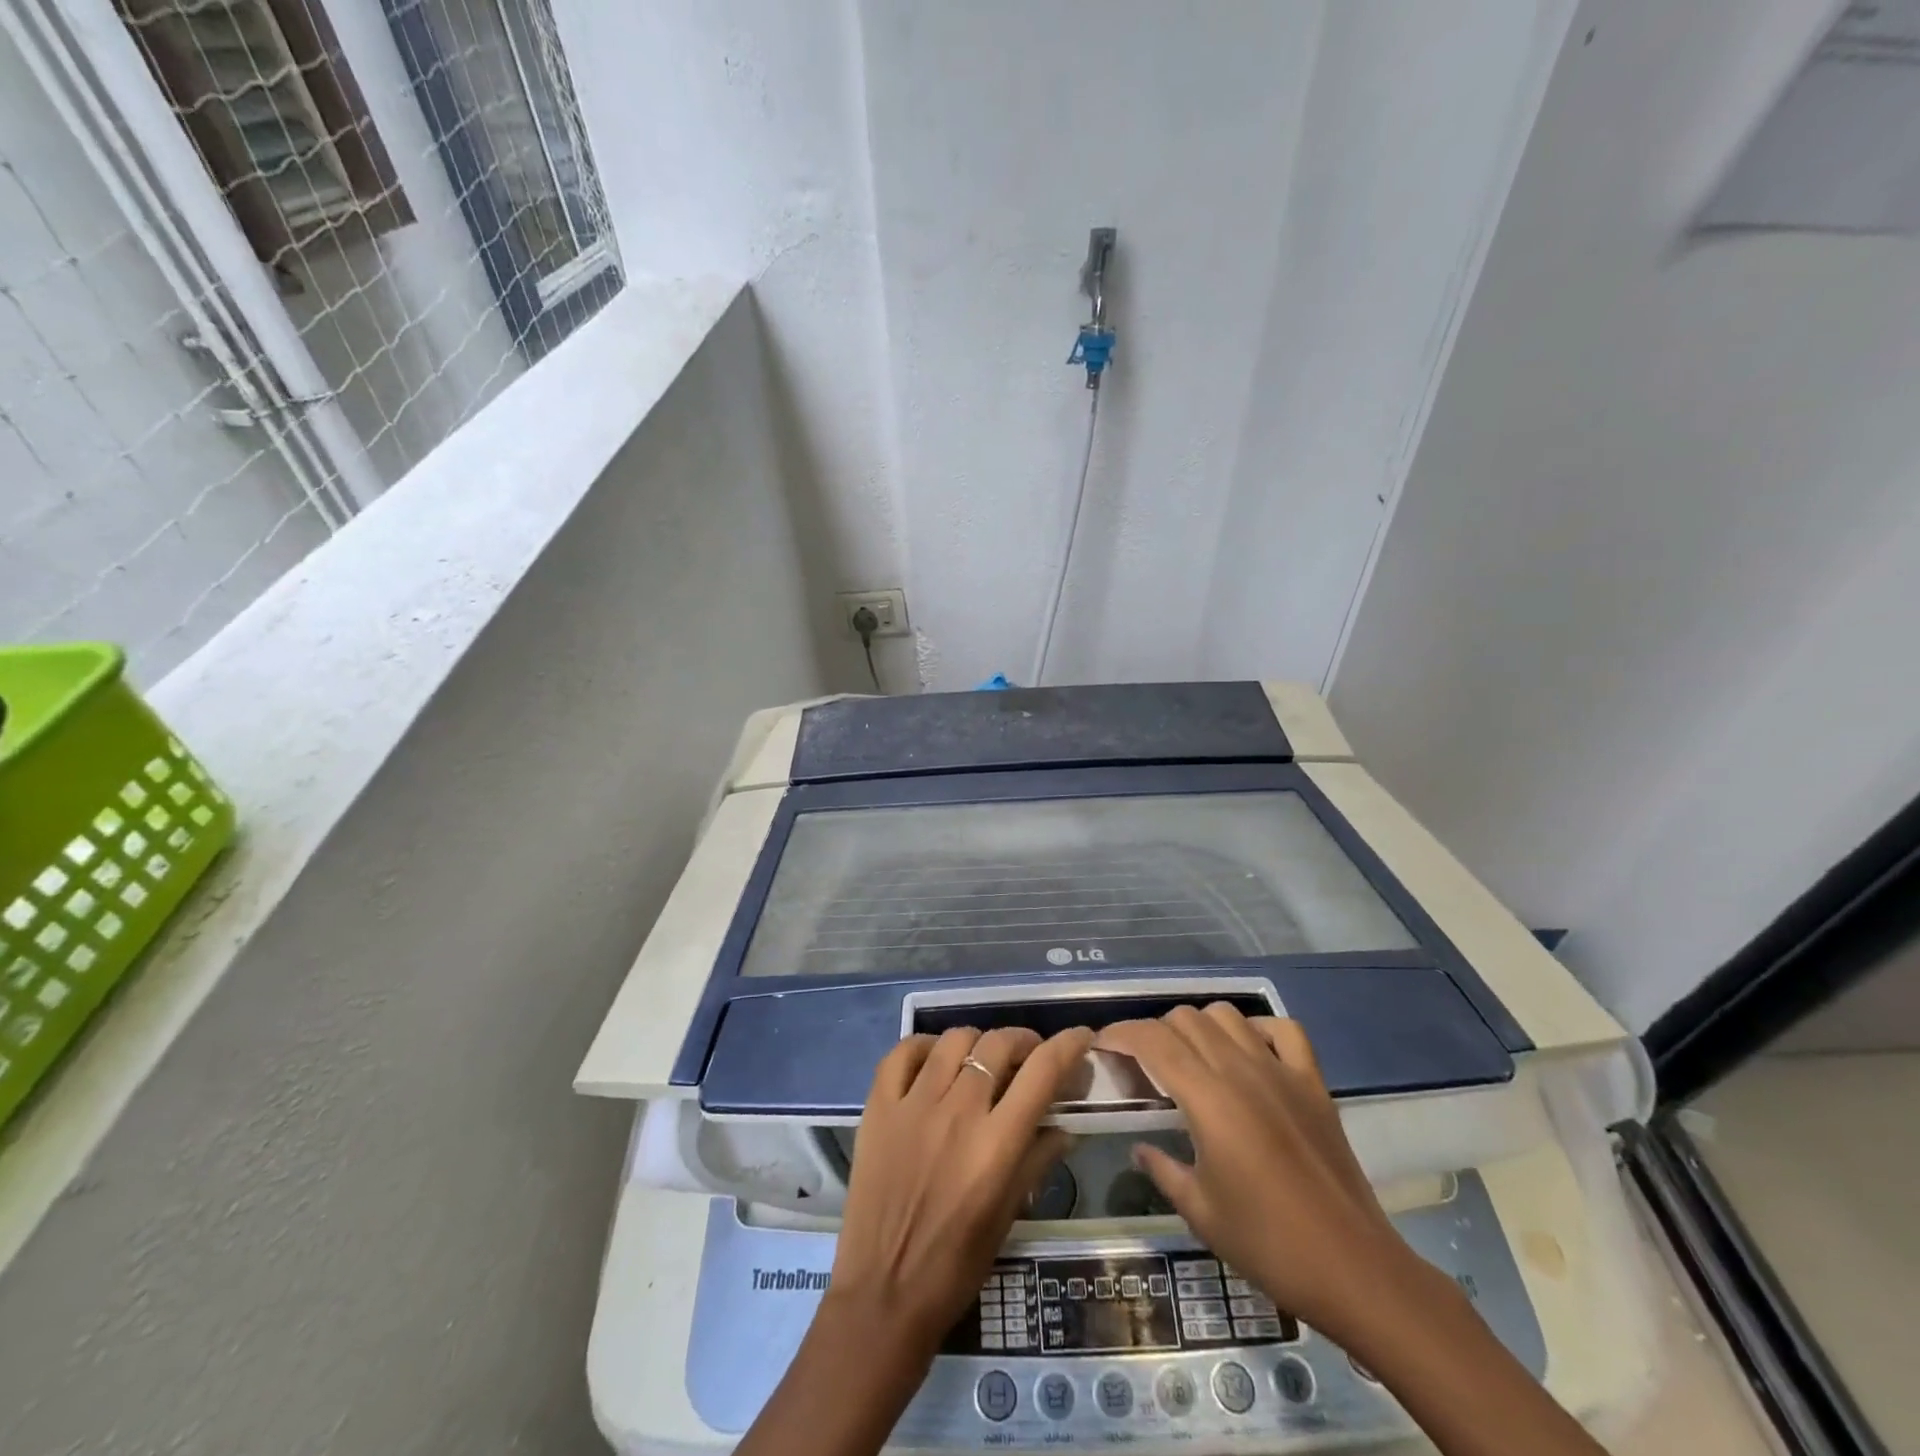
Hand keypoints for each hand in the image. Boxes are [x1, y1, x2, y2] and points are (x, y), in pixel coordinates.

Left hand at [827, 1024, 1096, 1351]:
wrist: (884, 1294)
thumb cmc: (956, 1266)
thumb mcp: (1008, 1216)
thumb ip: (1037, 1162)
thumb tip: (1064, 1126)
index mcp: (996, 1144)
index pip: (1042, 1072)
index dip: (1067, 1045)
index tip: (1080, 1036)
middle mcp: (958, 1112)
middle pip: (998, 1044)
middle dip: (1023, 1041)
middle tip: (1028, 1056)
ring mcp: (913, 1104)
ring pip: (954, 1040)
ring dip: (978, 1043)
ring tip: (981, 1060)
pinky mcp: (879, 1107)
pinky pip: (902, 1052)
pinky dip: (924, 1047)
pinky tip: (934, 1061)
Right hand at [1096, 1005, 1419, 1346]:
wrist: (1354, 1269)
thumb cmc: (1268, 1244)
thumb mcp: (1199, 1212)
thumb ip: (1162, 1169)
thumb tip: (1141, 1146)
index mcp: (1208, 1098)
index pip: (1152, 1040)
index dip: (1120, 1034)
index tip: (1102, 1046)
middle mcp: (1241, 1070)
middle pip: (1185, 1019)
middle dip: (1155, 1032)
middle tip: (1144, 1066)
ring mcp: (1281, 1071)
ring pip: (1227, 1015)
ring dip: (1200, 1026)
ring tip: (1192, 1059)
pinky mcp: (1313, 1082)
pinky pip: (1284, 1030)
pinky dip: (1257, 1029)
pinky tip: (1247, 1053)